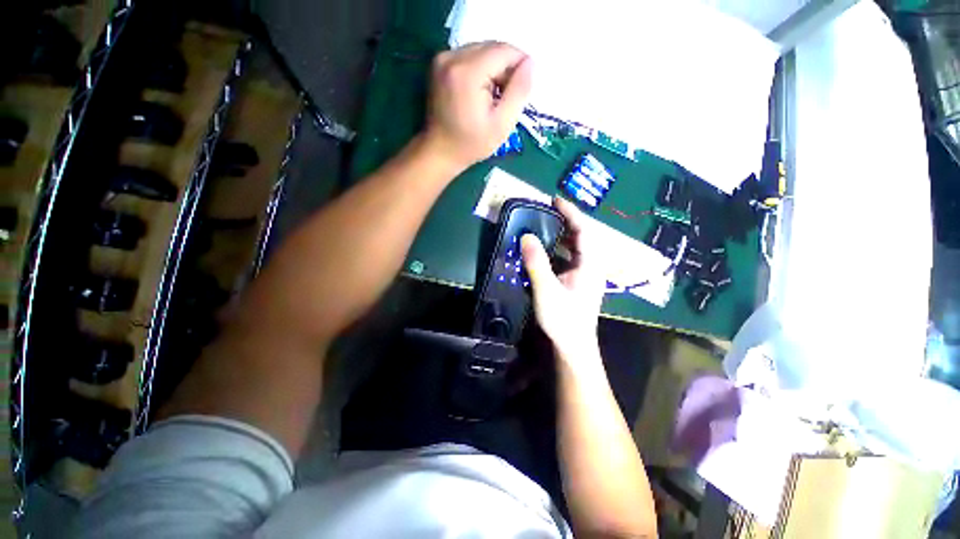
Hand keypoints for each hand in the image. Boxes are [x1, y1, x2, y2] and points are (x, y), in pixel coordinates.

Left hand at [423, 42, 532, 170]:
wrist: (440, 151)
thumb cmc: (471, 144)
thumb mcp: (502, 125)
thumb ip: (519, 92)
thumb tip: (530, 63)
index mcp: (468, 72)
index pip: (504, 51)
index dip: (520, 65)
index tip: (521, 90)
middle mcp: (452, 57)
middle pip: (492, 48)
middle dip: (506, 69)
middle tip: (506, 98)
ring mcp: (443, 58)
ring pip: (481, 50)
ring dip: (493, 69)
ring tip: (492, 98)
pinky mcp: (439, 64)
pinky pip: (469, 56)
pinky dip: (480, 69)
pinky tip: (479, 92)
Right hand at [521, 198, 606, 359]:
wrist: (573, 346)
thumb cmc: (563, 319)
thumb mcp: (547, 290)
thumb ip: (536, 262)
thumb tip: (527, 236)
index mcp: (590, 264)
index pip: (584, 230)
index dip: (571, 212)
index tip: (555, 199)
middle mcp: (591, 266)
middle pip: (582, 236)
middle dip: (567, 221)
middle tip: (547, 211)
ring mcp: (585, 275)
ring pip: (576, 248)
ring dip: (562, 235)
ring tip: (545, 226)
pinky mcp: (577, 282)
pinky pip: (569, 258)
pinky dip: (558, 250)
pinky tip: (545, 251)